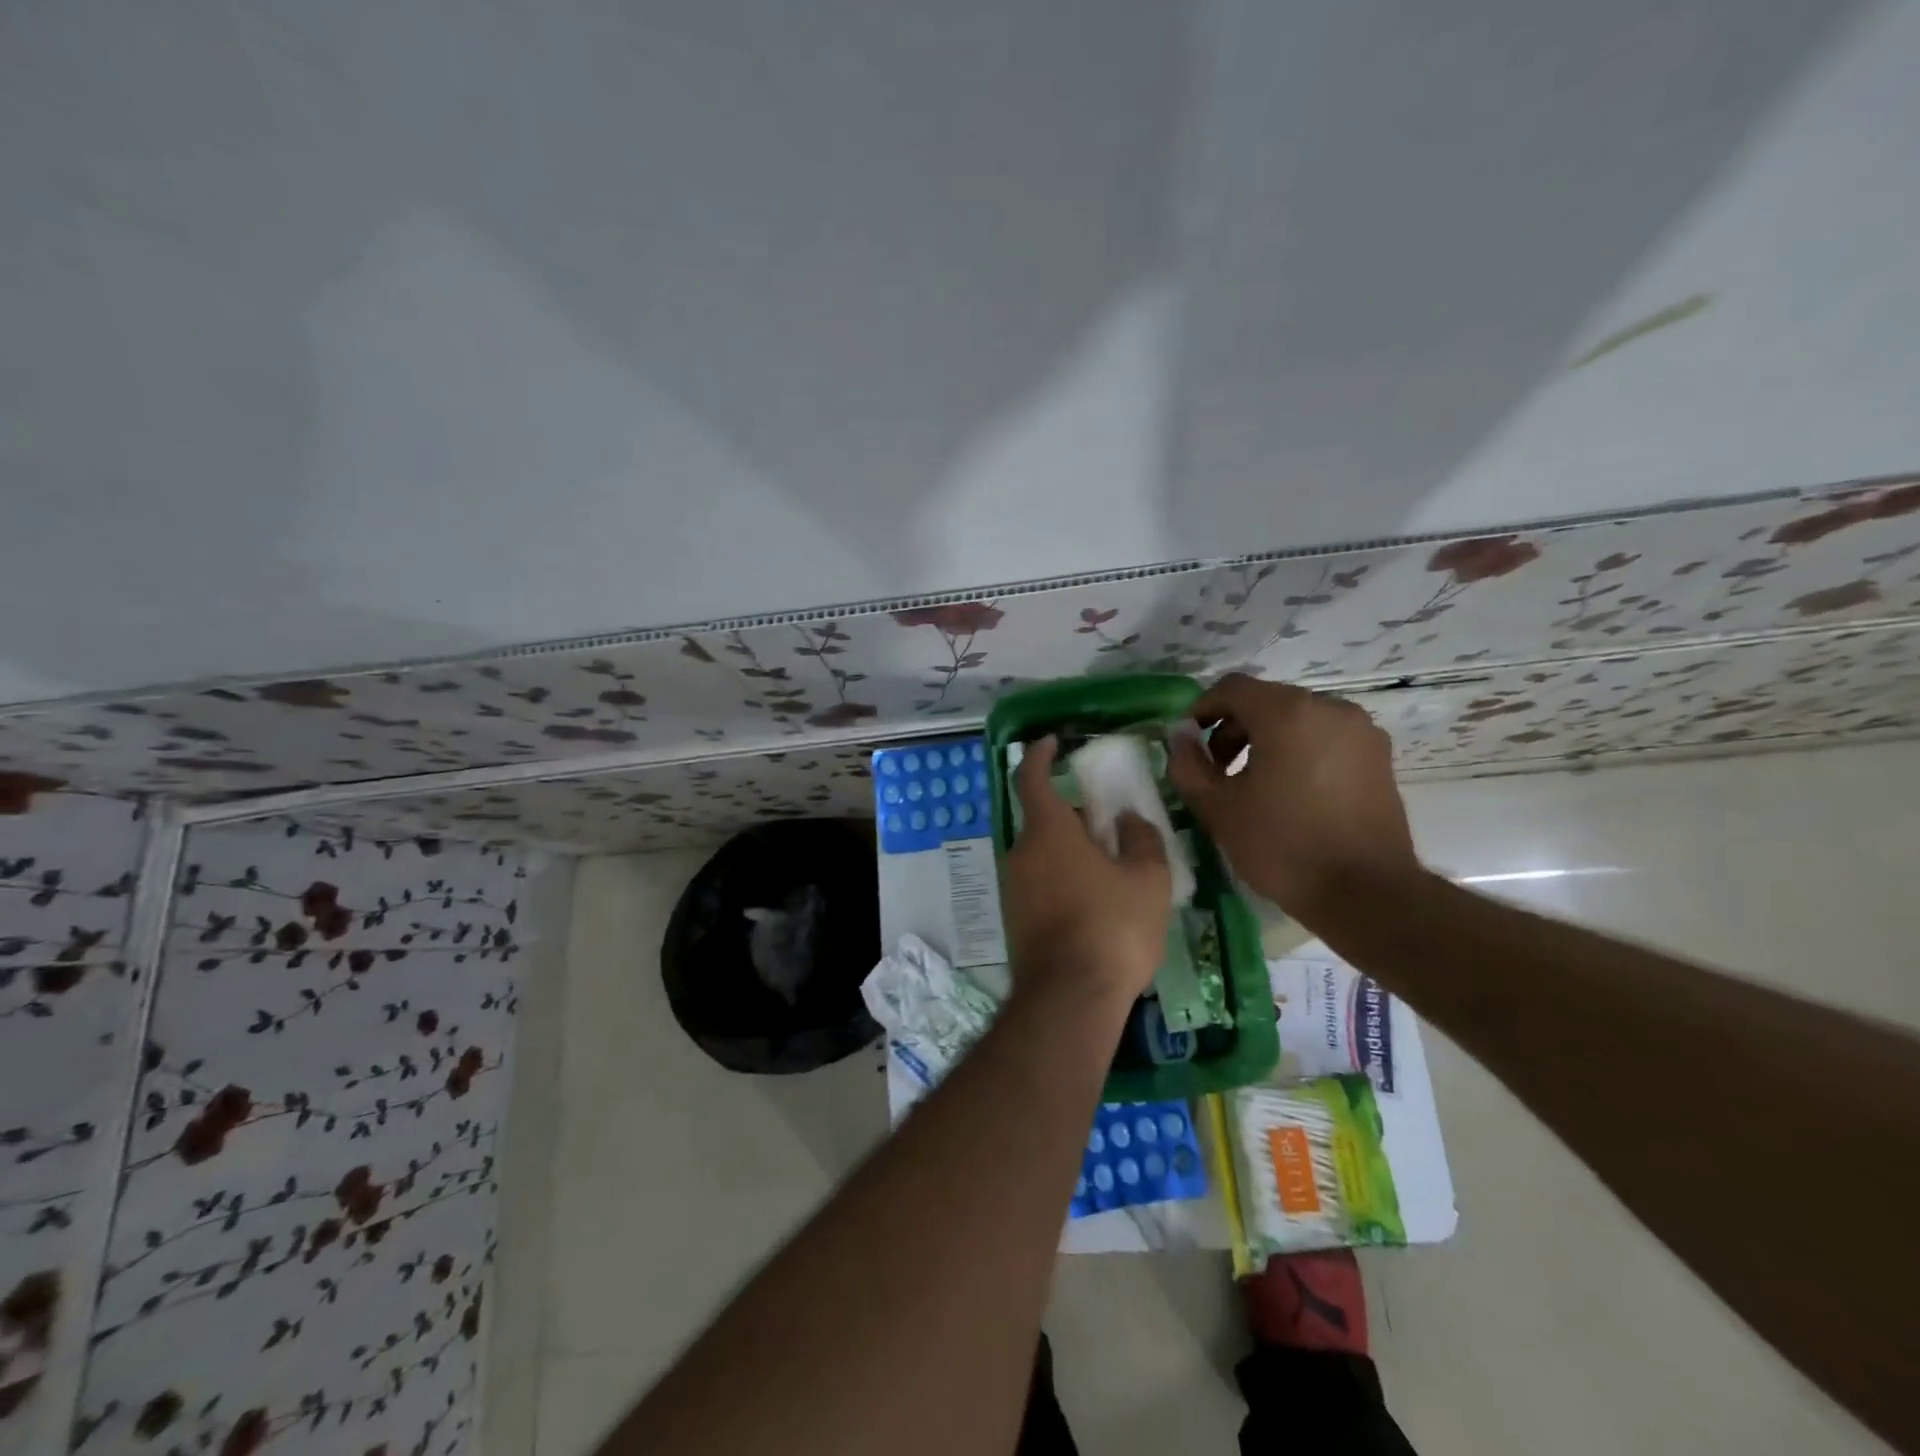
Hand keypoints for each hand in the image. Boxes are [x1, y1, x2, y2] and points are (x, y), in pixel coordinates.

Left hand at [1001, 736, 1171, 1009]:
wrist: (1070, 998)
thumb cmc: (1112, 928)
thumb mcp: (1147, 879)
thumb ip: (1141, 839)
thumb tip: (1128, 819)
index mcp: (1047, 832)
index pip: (1032, 777)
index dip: (1040, 755)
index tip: (1052, 742)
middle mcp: (1020, 852)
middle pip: (1041, 819)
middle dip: (1070, 815)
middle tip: (1106, 823)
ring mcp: (1012, 887)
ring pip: (1041, 853)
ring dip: (1068, 850)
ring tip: (1109, 868)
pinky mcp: (1014, 918)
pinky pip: (1038, 882)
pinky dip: (1061, 878)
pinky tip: (1093, 902)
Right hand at [1168, 675, 1420, 931]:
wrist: (1367, 894)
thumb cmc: (1283, 846)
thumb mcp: (1218, 808)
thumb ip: (1188, 765)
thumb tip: (1180, 738)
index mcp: (1287, 712)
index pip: (1232, 688)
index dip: (1201, 709)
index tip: (1187, 743)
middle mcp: (1329, 708)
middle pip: (1266, 701)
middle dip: (1233, 729)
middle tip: (1216, 771)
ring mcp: (1360, 731)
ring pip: (1297, 719)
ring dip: (1265, 741)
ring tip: (1251, 785)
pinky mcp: (1378, 757)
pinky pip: (1324, 739)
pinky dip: (1298, 752)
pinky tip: (1289, 793)